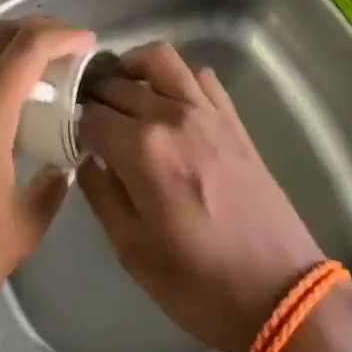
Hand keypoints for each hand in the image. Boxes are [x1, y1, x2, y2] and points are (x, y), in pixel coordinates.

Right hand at [77, 43, 325, 351]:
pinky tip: (167, 99)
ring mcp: (205, 111)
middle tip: (89, 117)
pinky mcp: (231, 117)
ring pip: (159, 58)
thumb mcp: (133, 252)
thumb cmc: (200, 283)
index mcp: (142, 151)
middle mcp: (171, 116)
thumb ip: (101, 195)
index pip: (91, 116)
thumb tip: (87, 159)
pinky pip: (198, 74)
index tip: (71, 138)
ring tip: (122, 87)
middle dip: (96, 96)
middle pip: (118, 84)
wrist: (280, 293)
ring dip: (132, 66)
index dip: (75, 125)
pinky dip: (176, 76)